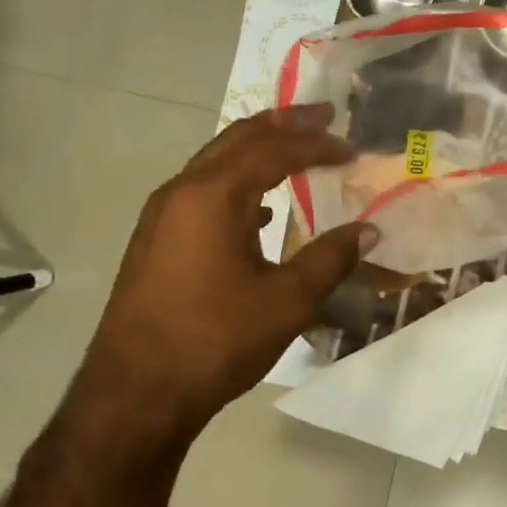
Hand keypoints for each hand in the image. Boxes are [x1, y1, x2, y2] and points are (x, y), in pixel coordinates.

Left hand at [76, 106, 372, 442]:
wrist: (137, 392)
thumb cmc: (217, 339)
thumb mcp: (288, 300)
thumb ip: (332, 257)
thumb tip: (370, 230)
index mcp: (213, 196)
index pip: (273, 152)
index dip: (316, 145)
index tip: (351, 147)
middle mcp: (182, 193)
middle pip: (237, 140)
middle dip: (283, 124)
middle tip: (322, 115)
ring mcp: (162, 216)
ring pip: (215, 163)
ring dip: (257, 150)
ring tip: (294, 148)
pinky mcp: (156, 241)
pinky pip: (203, 192)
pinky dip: (238, 183)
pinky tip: (260, 208)